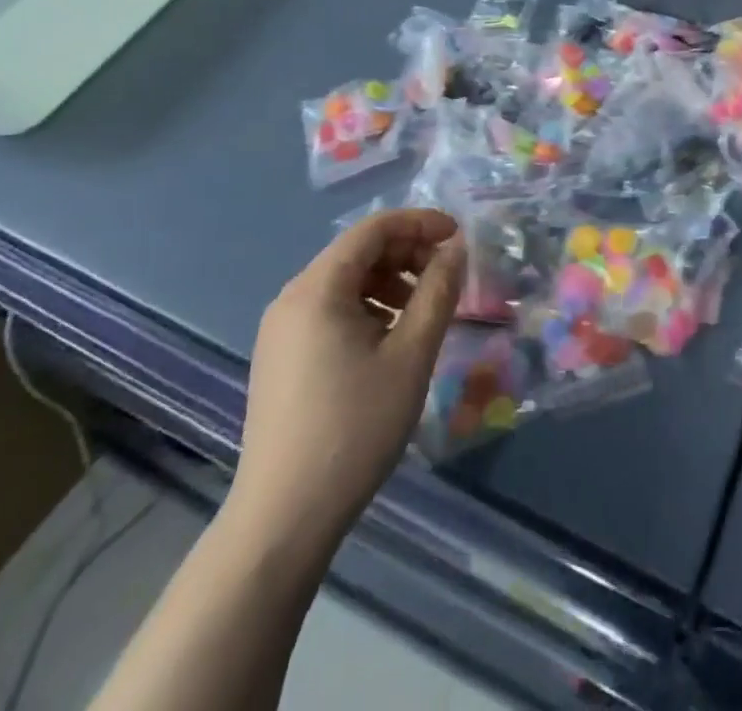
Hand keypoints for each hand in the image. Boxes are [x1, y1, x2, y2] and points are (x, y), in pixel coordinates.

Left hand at [228, 209, 465, 548]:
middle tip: (448, 277)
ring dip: (391, 282)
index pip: (374, 229)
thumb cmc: (356, 426)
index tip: (459, 238)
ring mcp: (281, 331)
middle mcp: (292, 298)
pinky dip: (368, 308)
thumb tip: (456, 248)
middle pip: (358, 252)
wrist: (285, 518)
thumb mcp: (412, 353)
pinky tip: (391, 340)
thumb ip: (439, 291)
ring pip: (345, 282)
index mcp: (317, 289)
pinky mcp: (281, 358)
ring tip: (424, 312)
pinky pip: (331, 310)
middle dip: (408, 253)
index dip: (421, 223)